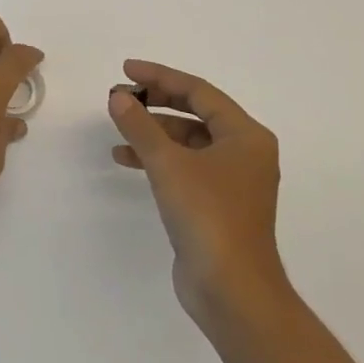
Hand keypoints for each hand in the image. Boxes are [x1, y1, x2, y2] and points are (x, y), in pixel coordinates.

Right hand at [108, 59, 290, 327]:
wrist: (232, 292)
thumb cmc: (208, 216)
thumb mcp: (169, 165)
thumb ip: (141, 126)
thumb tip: (118, 97)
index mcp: (245, 135)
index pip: (199, 91)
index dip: (160, 76)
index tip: (126, 70)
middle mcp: (244, 152)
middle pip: (195, 113)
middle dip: (155, 103)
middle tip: (119, 97)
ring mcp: (233, 180)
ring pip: (188, 141)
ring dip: (153, 132)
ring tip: (118, 128)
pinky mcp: (218, 204)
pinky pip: (186, 166)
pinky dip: (159, 159)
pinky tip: (128, 160)